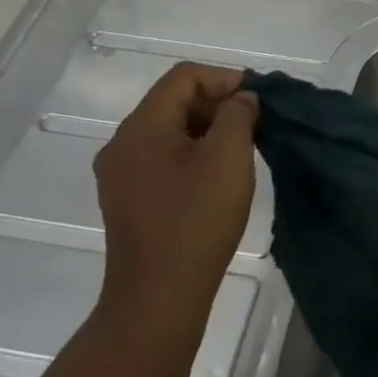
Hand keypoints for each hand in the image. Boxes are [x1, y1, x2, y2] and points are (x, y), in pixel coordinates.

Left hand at [94, 63, 257, 312]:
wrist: (158, 299)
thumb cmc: (196, 220)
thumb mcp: (228, 157)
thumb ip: (238, 114)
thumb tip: (240, 100)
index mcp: (140, 128)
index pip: (183, 77)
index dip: (224, 78)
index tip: (257, 99)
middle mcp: (122, 144)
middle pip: (173, 101)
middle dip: (217, 103)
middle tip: (254, 123)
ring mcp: (120, 175)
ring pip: (169, 130)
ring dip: (207, 129)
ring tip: (241, 148)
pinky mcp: (127, 200)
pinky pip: (162, 157)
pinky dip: (192, 153)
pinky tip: (217, 175)